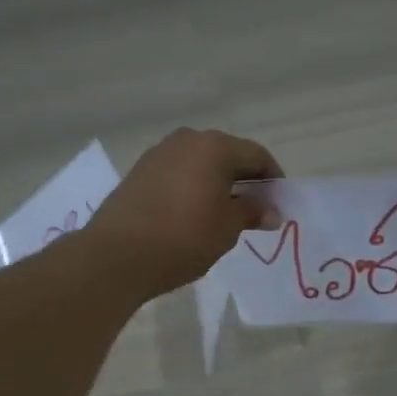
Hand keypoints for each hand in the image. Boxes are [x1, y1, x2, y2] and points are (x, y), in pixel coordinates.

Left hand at [83, 128, 283, 297]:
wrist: (117, 255)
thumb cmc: (185, 237)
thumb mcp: (228, 227)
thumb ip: (252, 212)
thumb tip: (272, 211)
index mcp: (214, 146)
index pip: (256, 155)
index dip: (273, 178)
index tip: (279, 203)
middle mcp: (186, 140)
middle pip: (227, 154)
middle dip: (245, 179)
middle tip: (255, 209)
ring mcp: (158, 154)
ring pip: (200, 163)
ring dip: (217, 183)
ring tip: (225, 214)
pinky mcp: (138, 173)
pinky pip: (178, 174)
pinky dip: (193, 188)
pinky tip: (194, 214)